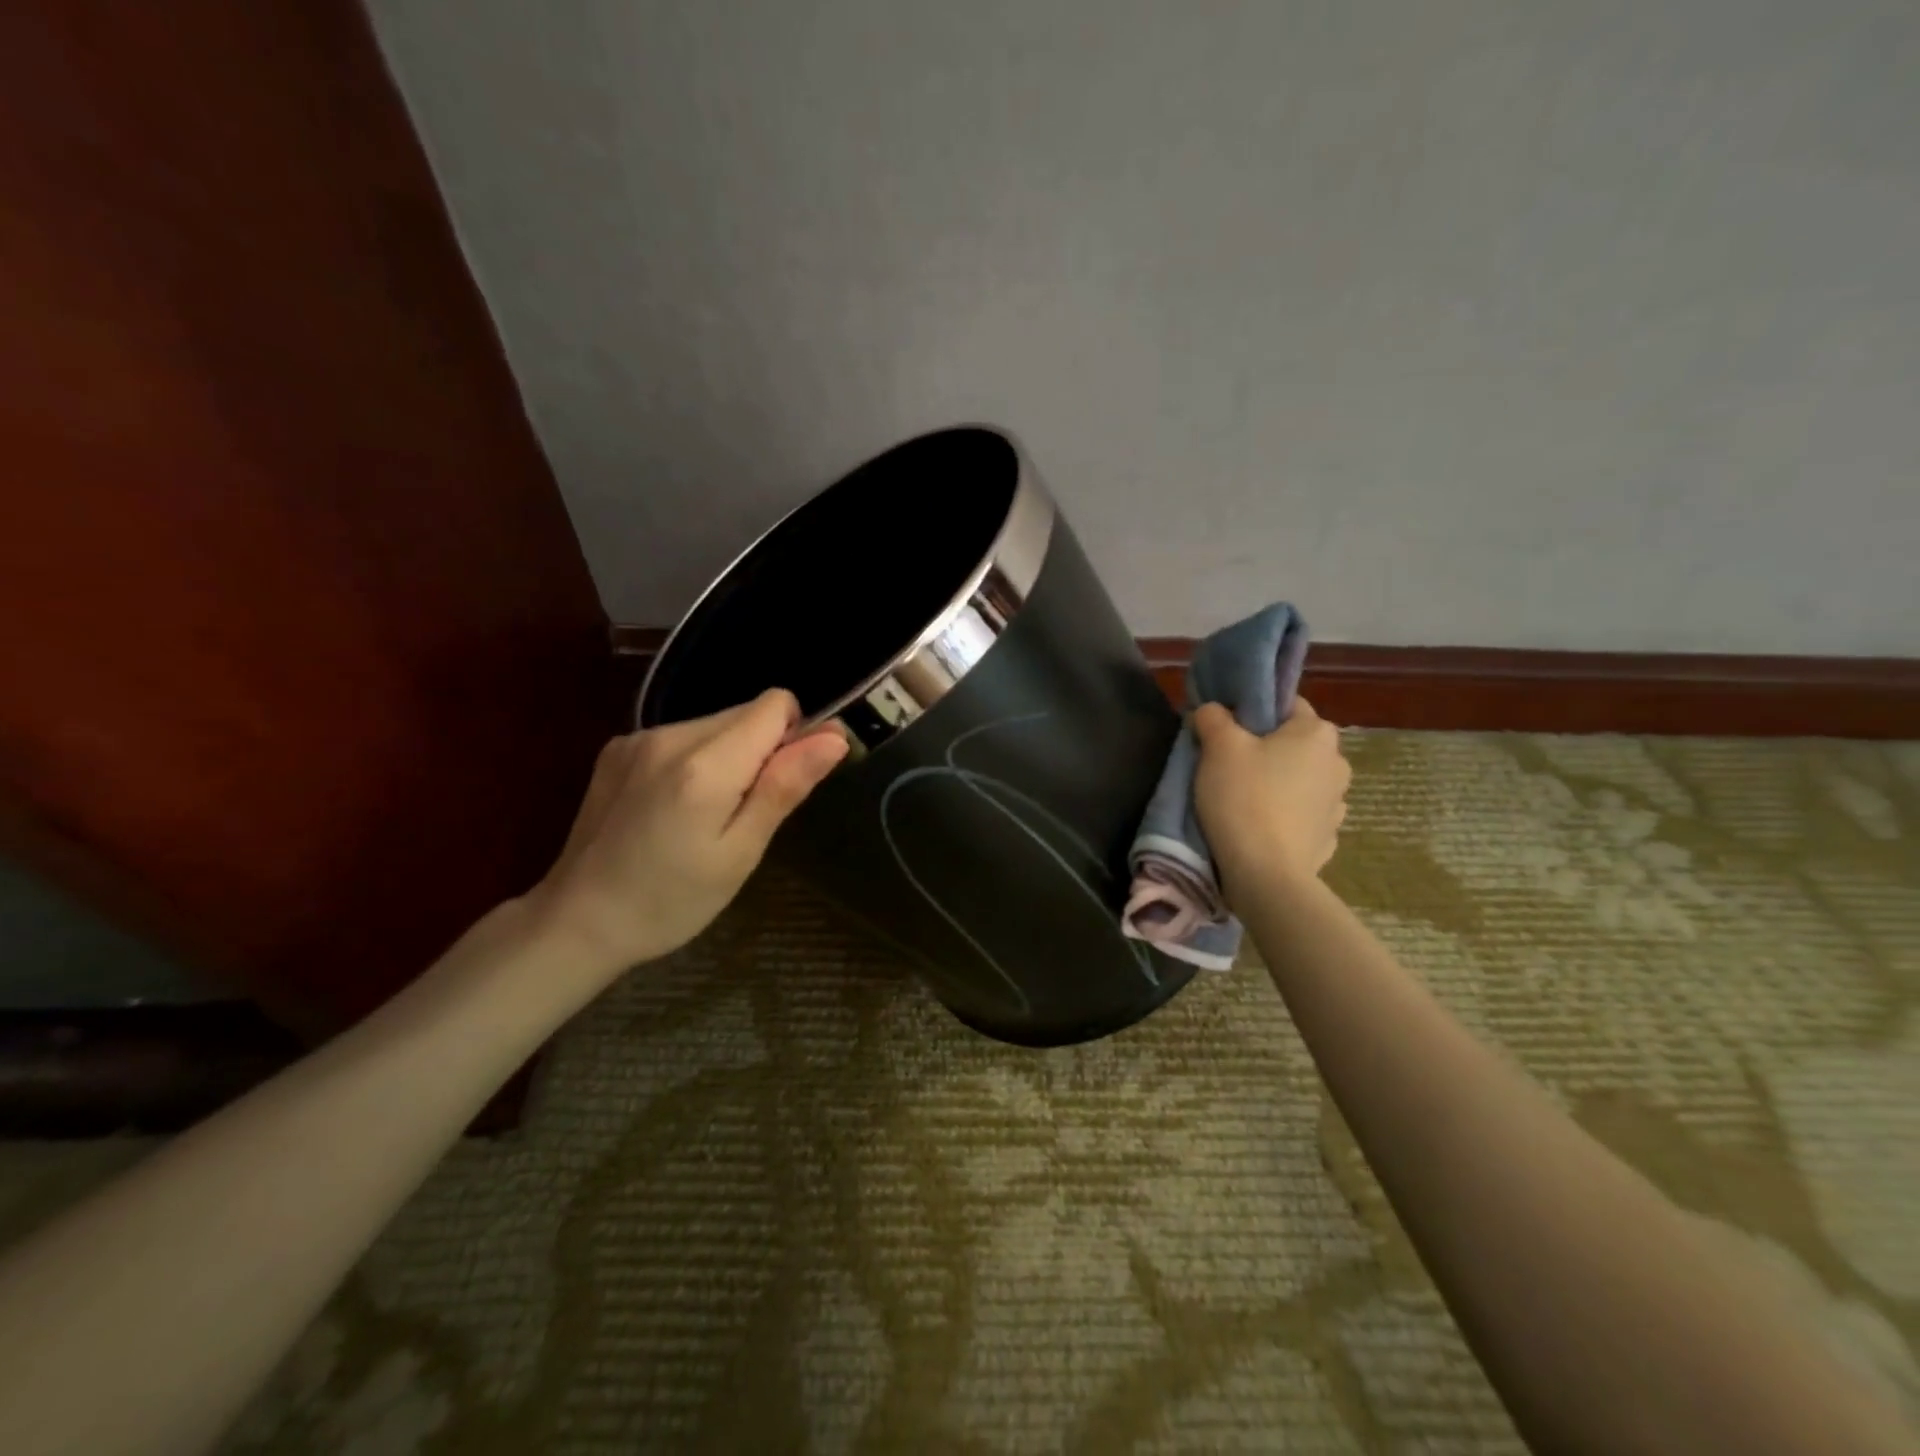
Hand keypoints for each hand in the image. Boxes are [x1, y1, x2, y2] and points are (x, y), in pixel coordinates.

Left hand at [525, 689, 848, 978]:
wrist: (577, 922)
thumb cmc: (671, 901)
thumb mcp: (741, 853)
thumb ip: (785, 786)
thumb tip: (835, 736)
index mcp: (706, 764)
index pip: (776, 705)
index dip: (794, 737)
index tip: (782, 786)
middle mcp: (670, 735)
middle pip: (746, 712)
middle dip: (761, 751)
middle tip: (743, 814)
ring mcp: (638, 737)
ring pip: (715, 723)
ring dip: (729, 756)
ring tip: (706, 816)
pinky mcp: (618, 747)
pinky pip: (682, 736)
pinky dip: (696, 761)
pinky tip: (673, 808)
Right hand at [1192, 696, 1350, 901]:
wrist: (1266, 875)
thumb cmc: (1244, 799)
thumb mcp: (1218, 747)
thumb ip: (1213, 718)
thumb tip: (1212, 710)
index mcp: (1317, 733)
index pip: (1287, 705)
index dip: (1254, 713)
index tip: (1227, 731)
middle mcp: (1337, 763)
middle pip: (1294, 744)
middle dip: (1265, 750)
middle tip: (1228, 765)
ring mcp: (1338, 804)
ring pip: (1299, 780)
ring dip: (1277, 784)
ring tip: (1242, 800)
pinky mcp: (1327, 838)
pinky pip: (1301, 815)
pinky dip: (1283, 816)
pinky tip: (1259, 827)